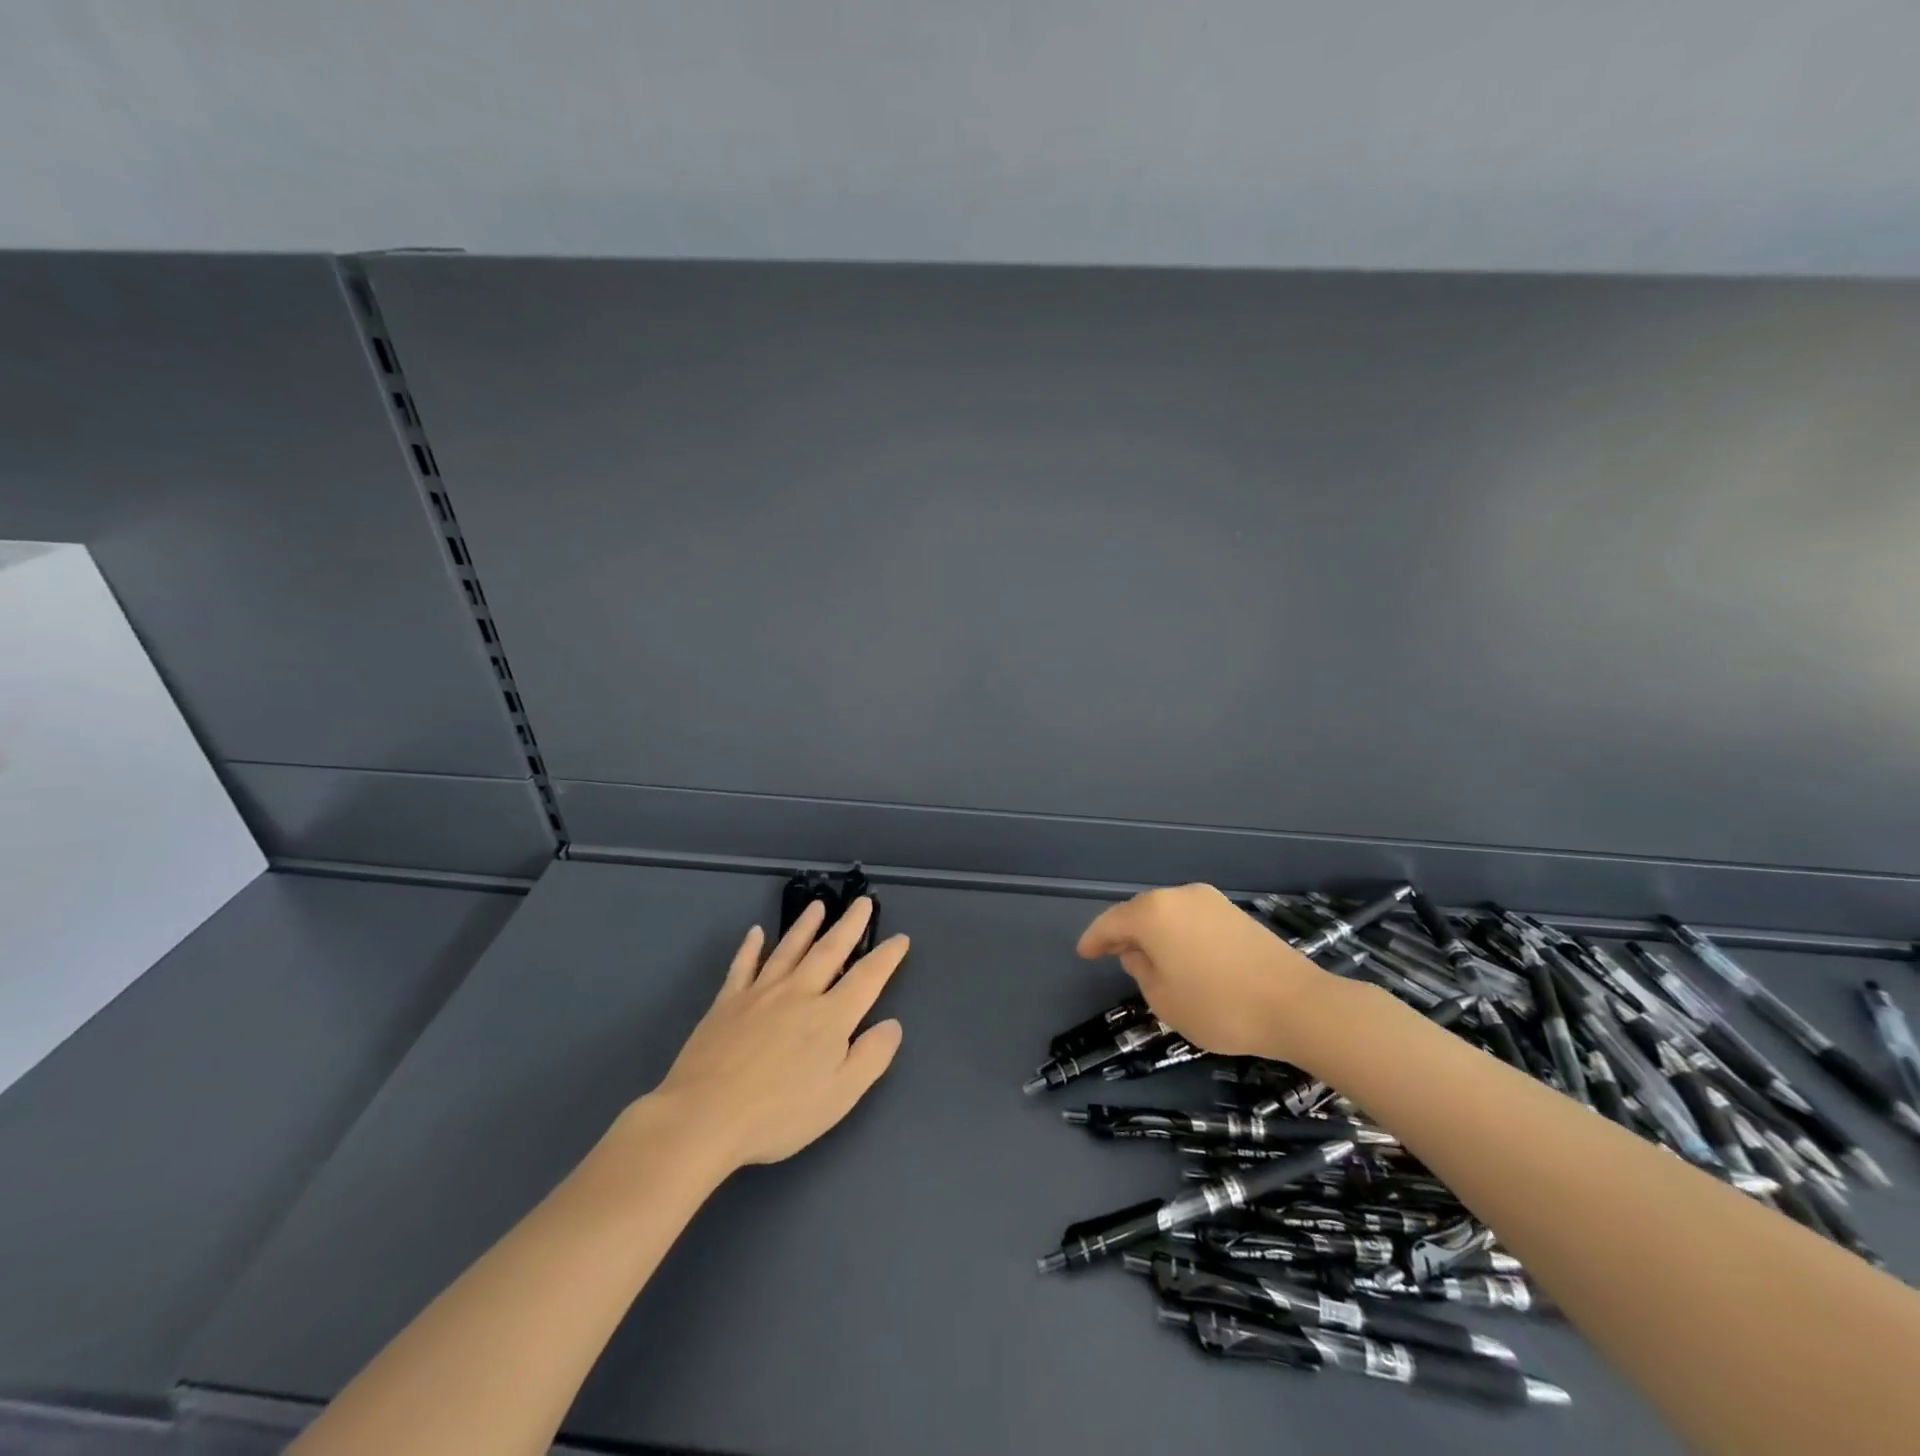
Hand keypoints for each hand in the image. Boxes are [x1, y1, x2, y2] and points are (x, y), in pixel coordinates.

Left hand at [646, 897, 906, 1172]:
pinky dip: (751, 947)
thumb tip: (892, 1024)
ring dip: (806, 925)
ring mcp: (760, 993)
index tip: (900, 939)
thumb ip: (870, 1057)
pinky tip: (756, 933)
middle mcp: (799, 993)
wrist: (703, 1117)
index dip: (886, 957)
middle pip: (829, 950)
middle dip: (850, 925)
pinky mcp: (727, 1002)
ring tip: (818, 906)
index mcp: (830, 1017)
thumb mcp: (839, 1097)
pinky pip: (743, 966)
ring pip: (789, 949)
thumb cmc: (778, 1114)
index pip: (867, 977)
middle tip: (863, 902)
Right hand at [1076, 884, 1333, 1061]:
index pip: (1111, 922)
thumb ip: (1141, 970)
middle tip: (1114, 956)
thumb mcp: (1163, 999)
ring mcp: (1210, 901)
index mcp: (1153, 913)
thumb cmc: (1218, 1006)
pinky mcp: (1235, 913)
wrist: (1295, 1004)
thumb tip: (1139, 952)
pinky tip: (1182, 956)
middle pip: (1140, 911)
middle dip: (1125, 932)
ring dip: (1154, 933)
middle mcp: (1178, 896)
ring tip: (1149, 959)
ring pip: (1168, 913)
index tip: (1083, 953)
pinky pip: (1192, 919)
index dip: (1094, 939)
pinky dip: (1179, 934)